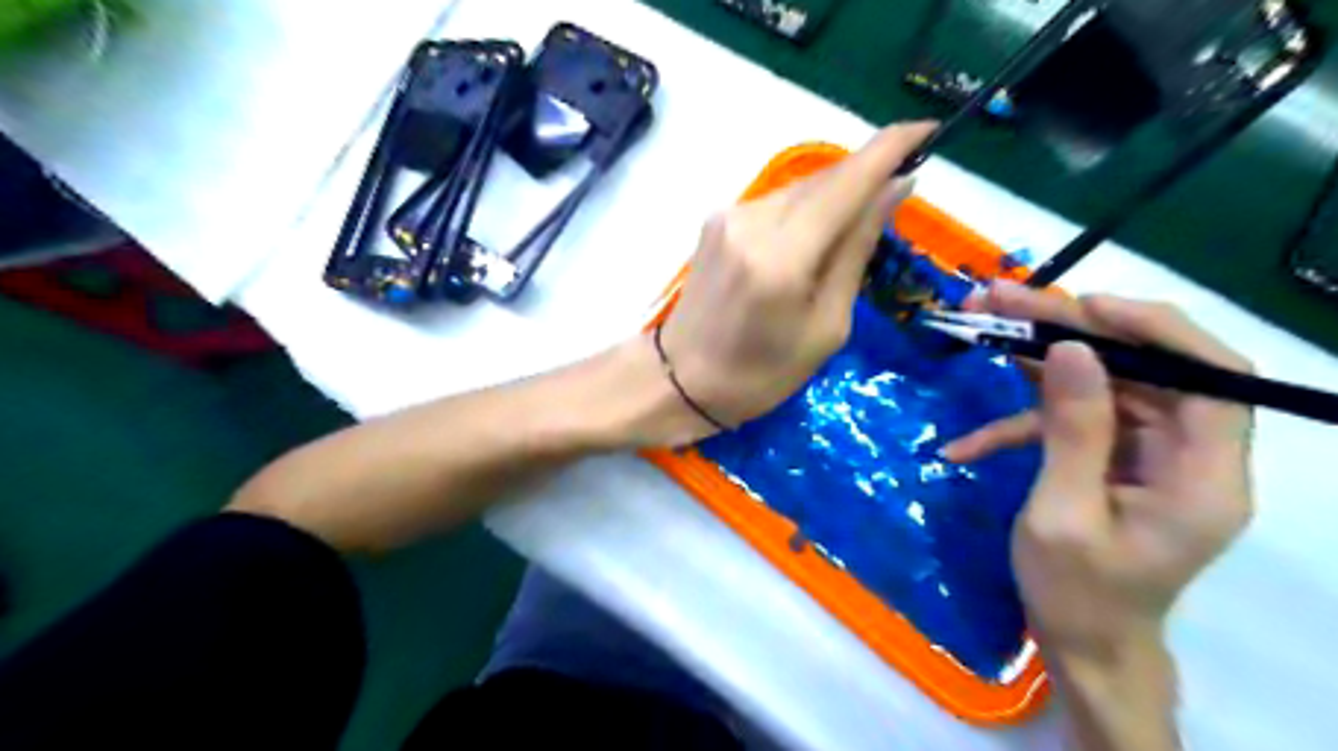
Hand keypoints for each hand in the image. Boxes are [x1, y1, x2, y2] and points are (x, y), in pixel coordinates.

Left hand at [656, 121, 932, 439]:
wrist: (680, 380)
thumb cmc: (762, 374)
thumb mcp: (826, 327)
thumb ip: (856, 251)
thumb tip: (895, 189)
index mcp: (782, 256)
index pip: (848, 181)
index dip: (892, 148)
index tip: (929, 129)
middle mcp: (752, 220)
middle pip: (824, 179)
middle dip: (866, 177)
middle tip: (896, 198)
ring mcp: (728, 216)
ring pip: (800, 189)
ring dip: (834, 198)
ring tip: (850, 233)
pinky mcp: (715, 221)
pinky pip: (775, 203)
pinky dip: (804, 211)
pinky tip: (810, 240)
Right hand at [938, 283, 1254, 663]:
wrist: (1079, 644)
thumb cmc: (1076, 593)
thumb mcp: (1062, 513)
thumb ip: (1072, 430)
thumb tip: (1069, 350)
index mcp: (1203, 476)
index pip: (1212, 377)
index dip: (1155, 330)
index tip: (1085, 307)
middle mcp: (1188, 455)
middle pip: (1141, 369)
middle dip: (1070, 332)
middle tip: (1002, 301)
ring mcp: (1148, 455)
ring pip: (1100, 385)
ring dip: (1036, 362)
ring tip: (978, 328)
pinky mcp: (1112, 459)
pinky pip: (1069, 423)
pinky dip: (1017, 427)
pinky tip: (964, 446)